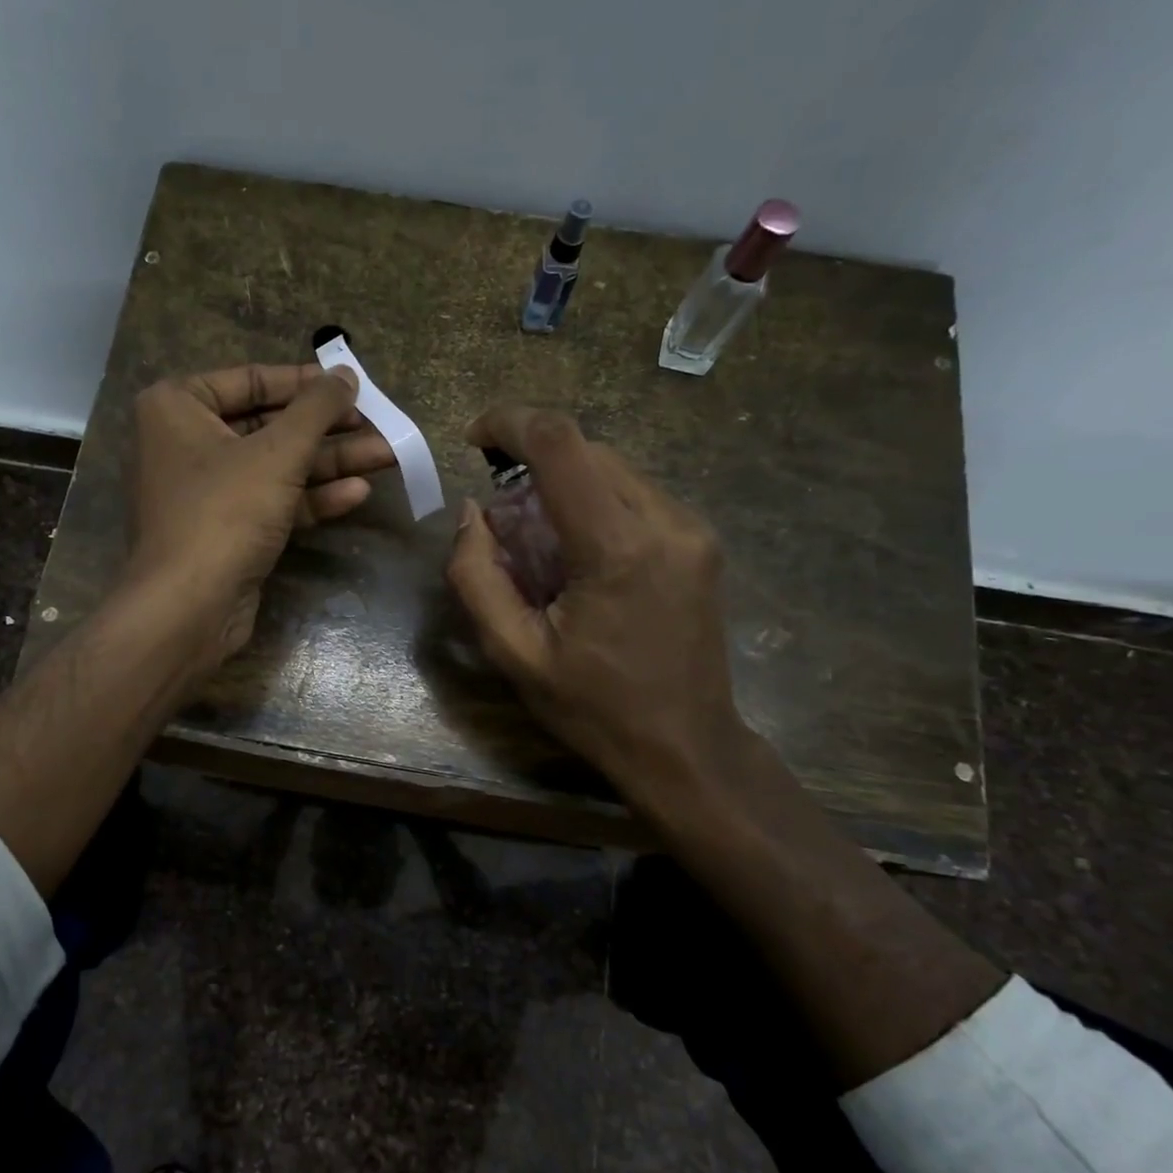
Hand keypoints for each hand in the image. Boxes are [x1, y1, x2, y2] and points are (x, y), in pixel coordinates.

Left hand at [126, 362, 395, 669]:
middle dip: (327, 428)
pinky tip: (357, 492)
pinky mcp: (228, 530)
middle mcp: (187, 443)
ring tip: (386, 455)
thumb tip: (346, 374)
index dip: (305, 382)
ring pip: (277, 466)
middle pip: (269, 425)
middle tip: (377, 423)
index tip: (350, 383)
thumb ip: (317, 408)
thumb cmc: (225, 511)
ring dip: (331, 463)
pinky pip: (274, 501)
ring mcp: (208, 491)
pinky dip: (312, 497)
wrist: (189, 608)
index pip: (250, 379)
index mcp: (178, 407)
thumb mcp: (277, 451)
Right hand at [446, 406, 749, 808]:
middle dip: (532, 463)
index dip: (510, 422)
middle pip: (586, 451)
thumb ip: (476, 575)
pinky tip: (578, 554)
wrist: (687, 750)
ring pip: (612, 469)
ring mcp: (691, 530)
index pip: (560, 445)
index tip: (474, 438)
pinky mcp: (700, 541)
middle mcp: (665, 522)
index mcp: (617, 548)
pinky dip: (592, 503)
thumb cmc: (594, 709)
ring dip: (562, 485)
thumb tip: (473, 512)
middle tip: (502, 519)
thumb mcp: (513, 653)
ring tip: (538, 543)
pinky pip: (634, 495)